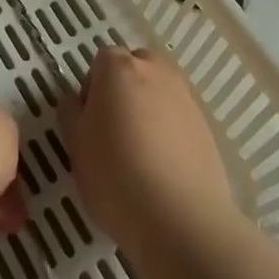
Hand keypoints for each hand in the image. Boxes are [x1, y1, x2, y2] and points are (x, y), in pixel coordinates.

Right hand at [66, 47, 234, 256]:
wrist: (181, 219)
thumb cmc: (115, 176)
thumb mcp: (76, 145)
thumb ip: (71, 112)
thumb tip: (75, 99)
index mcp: (118, 68)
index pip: (101, 60)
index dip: (93, 88)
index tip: (90, 120)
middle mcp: (155, 71)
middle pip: (135, 67)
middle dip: (124, 88)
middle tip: (115, 129)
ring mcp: (185, 96)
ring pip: (160, 90)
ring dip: (149, 107)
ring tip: (141, 151)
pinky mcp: (206, 125)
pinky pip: (179, 115)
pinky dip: (170, 129)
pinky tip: (164, 165)